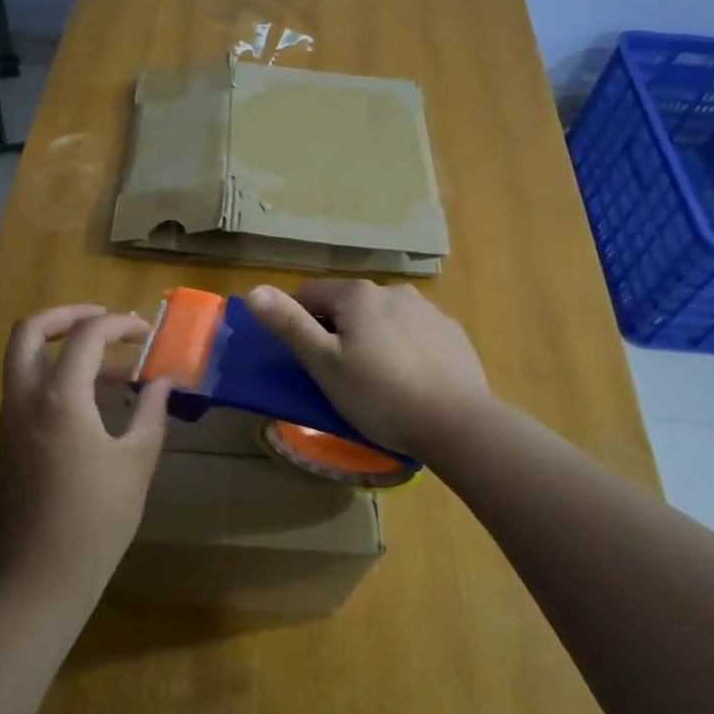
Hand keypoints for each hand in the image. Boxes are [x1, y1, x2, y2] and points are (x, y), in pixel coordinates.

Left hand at [0, 305, 170, 609]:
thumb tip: (163, 382)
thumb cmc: (95, 521)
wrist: (37, 581)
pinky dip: (54, 377)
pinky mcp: (7, 444)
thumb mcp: (135, 463)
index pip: (86, 335)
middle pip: (30, 331)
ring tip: (110, 365)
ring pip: (23, 360)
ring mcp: (9, 421)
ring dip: (61, 348)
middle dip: (67, 315)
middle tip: (103, 320)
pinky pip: (26, 390)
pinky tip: (92, 403)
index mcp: (59, 397)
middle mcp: (25, 398)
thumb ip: (151, 413)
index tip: (146, 332)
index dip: (118, 324)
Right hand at [246, 280, 488, 455]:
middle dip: (337, 332)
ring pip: (383, 318)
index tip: (303, 359)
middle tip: (337, 376)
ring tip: (376, 382)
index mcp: (357, 294)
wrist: (458, 423)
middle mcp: (393, 290)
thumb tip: (254, 290)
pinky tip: (410, 381)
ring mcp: (428, 310)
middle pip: (348, 306)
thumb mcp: (324, 364)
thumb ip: (289, 324)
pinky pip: (415, 334)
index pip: (309, 294)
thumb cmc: (380, 395)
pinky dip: (404, 349)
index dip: (297, 323)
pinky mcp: (453, 333)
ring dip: (372, 338)